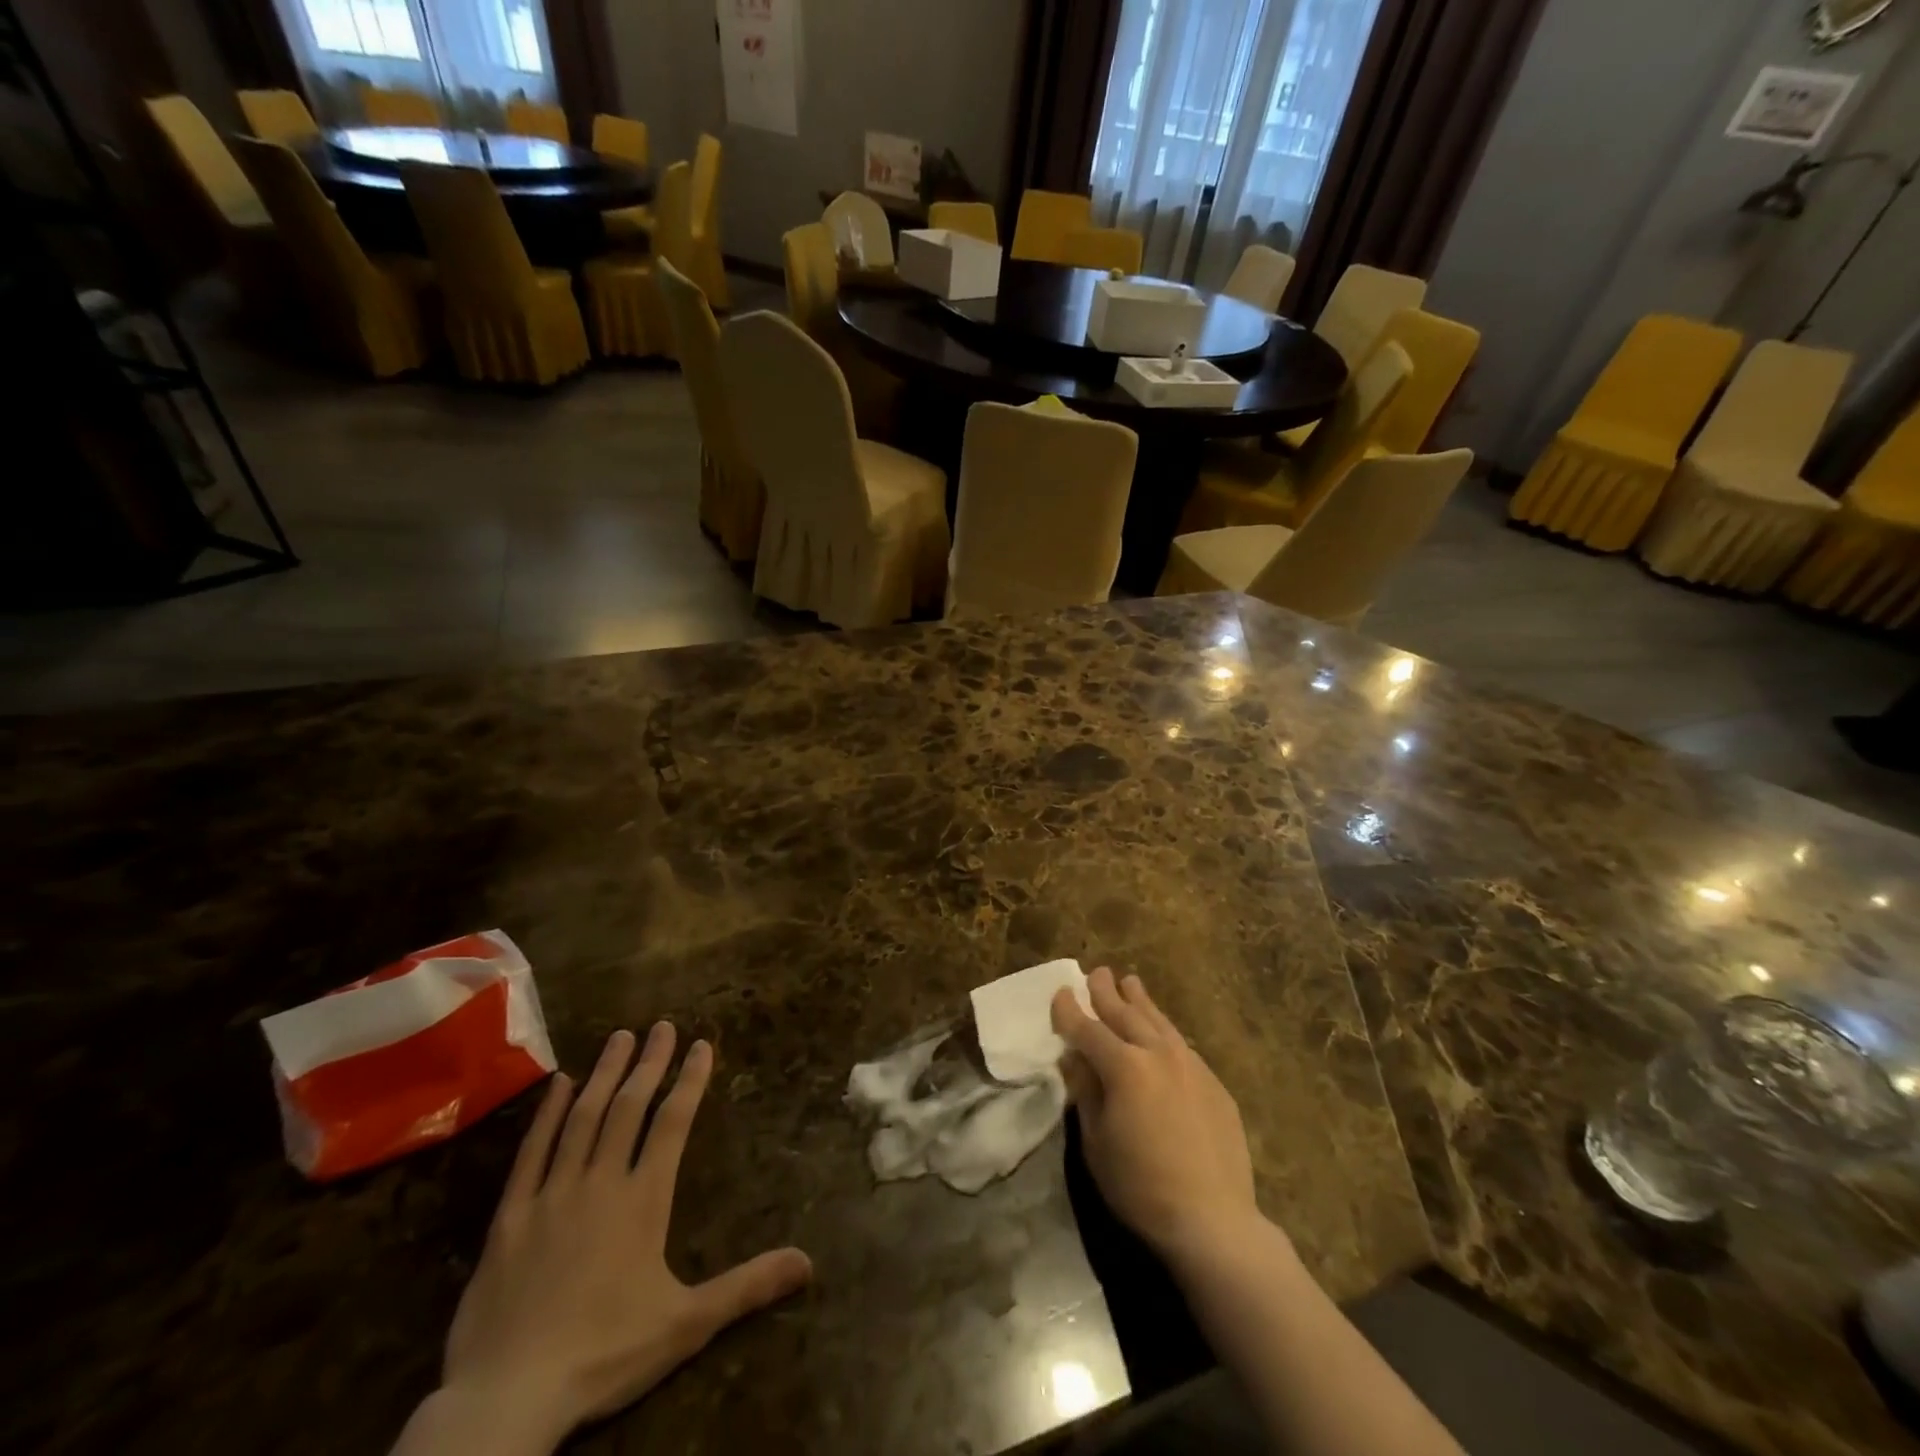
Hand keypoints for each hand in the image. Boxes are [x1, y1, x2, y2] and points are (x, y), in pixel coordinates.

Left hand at [438, 1026, 812, 1448]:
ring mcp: (552, 1194)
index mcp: (643, 1200)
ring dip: (605, 1074)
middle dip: (650, 1063)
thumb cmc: (604, 1355)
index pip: (673, 1123)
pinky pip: (532, 1152)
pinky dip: (547, 1114)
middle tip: (662, 1026)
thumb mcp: (686, 1325)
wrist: (506, 1399)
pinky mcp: (510, 1216)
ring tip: (620, 1036)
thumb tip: (808, 1263)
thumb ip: (747, 1286)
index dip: (690, 1080)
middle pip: (629, 1108)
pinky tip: (559, 1083)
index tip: (701, 1044)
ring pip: (582, 1118)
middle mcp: (600, 1182)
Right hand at [1052, 968, 1263, 1266]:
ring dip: (1140, 1001)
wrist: (1213, 1220)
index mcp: (1124, 1067)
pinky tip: (1161, 1032)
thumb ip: (1085, 1092)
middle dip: (1106, 992)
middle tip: (1097, 973)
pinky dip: (1163, 1031)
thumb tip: (1074, 1059)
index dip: (1070, 1011)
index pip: (1088, 1029)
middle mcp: (1158, 1053)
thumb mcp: (1096, 1142)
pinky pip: (1181, 1045)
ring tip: (1130, 982)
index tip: (1061, 993)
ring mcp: (1191, 1065)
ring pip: (1158, 1021)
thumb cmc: (1141, 1187)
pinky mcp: (1214, 1082)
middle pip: (1126, 1014)